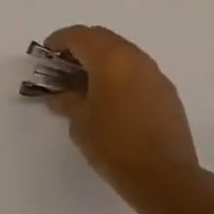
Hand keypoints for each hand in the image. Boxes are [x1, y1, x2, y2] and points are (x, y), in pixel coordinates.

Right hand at [42, 25, 201, 205]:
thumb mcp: (79, 122)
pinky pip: (138, 71)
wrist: (165, 177)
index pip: (79, 36)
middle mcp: (135, 58)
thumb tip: (59, 95)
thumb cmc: (114, 145)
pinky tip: (112, 98)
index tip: (46, 54)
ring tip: (86, 82)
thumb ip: (67, 101)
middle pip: (102, 38)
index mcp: (110, 59)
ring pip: (123, 52)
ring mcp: (155, 74)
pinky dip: (120, 74)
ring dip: (102, 60)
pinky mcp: (167, 93)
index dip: (58, 41)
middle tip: (63, 66)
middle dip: (80, 46)